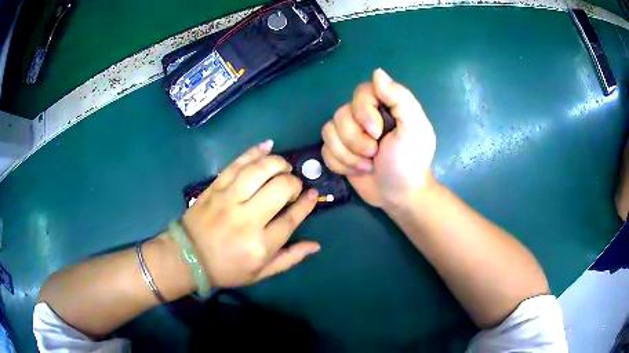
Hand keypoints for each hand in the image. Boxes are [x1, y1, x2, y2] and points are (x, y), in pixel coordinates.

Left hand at [181, 141, 319, 287]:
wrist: (188, 258)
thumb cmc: (226, 269)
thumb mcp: (261, 273)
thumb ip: (289, 258)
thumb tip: (316, 245)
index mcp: (260, 245)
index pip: (291, 218)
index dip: (306, 203)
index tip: (313, 194)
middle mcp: (246, 219)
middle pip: (279, 188)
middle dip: (293, 182)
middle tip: (294, 186)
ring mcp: (228, 200)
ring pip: (259, 171)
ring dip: (277, 163)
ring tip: (284, 167)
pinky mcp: (215, 188)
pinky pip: (236, 164)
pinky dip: (253, 152)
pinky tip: (268, 146)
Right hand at [321, 68, 436, 207]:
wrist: (399, 196)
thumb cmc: (410, 163)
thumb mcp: (414, 129)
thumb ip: (400, 98)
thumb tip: (377, 72)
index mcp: (385, 106)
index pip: (361, 92)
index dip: (363, 113)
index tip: (377, 133)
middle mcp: (364, 115)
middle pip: (341, 114)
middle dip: (356, 140)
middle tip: (374, 154)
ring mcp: (350, 133)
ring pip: (329, 132)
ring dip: (348, 155)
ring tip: (368, 166)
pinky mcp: (339, 150)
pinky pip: (325, 148)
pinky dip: (341, 163)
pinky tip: (358, 171)